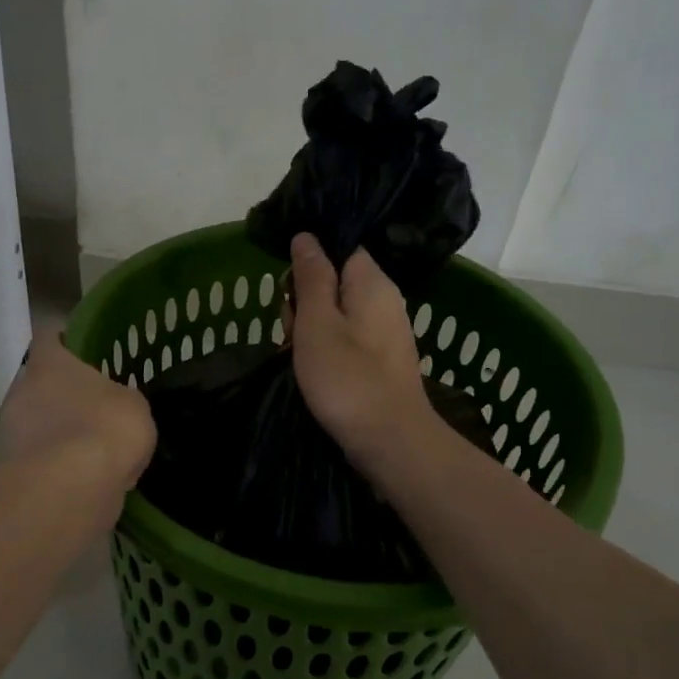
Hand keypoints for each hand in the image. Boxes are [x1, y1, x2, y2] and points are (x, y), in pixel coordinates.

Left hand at [0, 332, 155, 523]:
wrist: (72, 487)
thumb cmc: (106, 426)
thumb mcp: (134, 404)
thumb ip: (121, 398)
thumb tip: (116, 406)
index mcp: (50, 364)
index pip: (49, 337)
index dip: (65, 342)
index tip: (82, 351)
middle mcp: (23, 390)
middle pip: (41, 383)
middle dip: (64, 394)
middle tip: (94, 405)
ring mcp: (14, 432)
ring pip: (39, 422)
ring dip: (60, 431)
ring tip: (93, 449)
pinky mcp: (15, 469)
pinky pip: (42, 458)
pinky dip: (59, 464)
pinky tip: (86, 477)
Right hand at [286, 233, 434, 472]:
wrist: (390, 442)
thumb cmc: (348, 378)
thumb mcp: (317, 322)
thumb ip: (311, 277)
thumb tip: (306, 236)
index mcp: (372, 282)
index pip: (339, 248)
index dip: (308, 263)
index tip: (288, 288)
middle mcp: (383, 300)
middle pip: (333, 282)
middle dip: (303, 302)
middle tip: (293, 331)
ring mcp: (383, 333)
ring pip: (334, 314)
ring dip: (308, 331)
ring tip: (297, 358)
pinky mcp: (378, 360)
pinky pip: (344, 340)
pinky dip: (323, 352)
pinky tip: (311, 373)